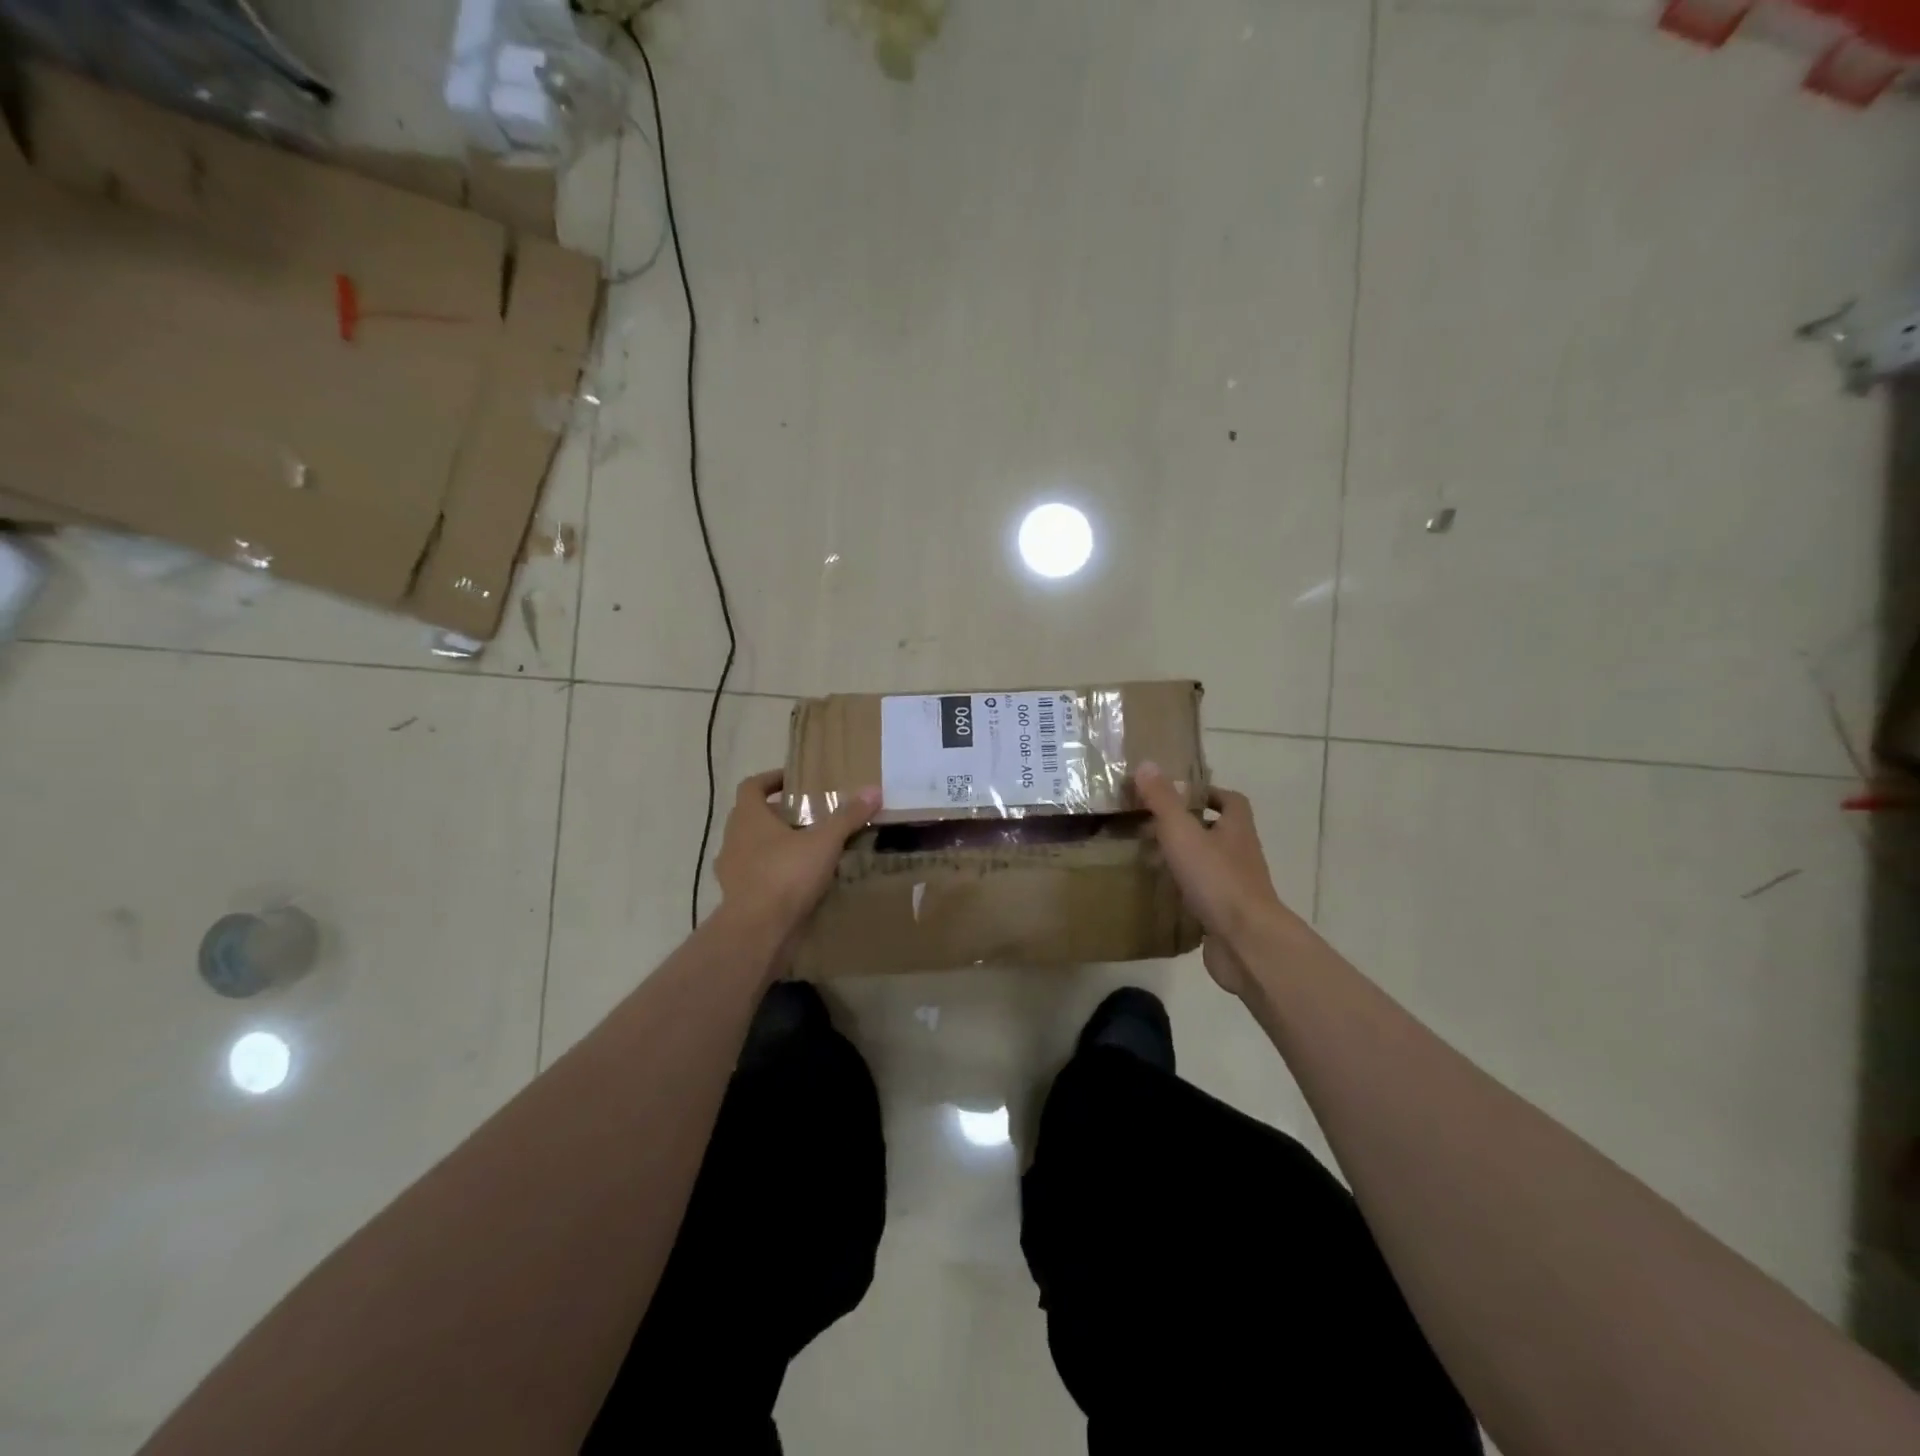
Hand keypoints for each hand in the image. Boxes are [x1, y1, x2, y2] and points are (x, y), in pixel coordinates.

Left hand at [714, 770, 879, 937]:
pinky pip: (755, 875)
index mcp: (748, 817)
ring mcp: (730, 870)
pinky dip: (772, 872)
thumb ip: (847, 817)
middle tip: (806, 815)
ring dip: (773, 844)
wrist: (757, 930)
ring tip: (804, 848)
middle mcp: (733, 839)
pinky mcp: (736, 896)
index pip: (751, 786)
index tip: (792, 781)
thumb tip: (874, 790)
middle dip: (776, 813)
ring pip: (751, 847)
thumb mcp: (824, 842)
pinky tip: (796, 881)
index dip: (770, 779)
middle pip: (751, 816)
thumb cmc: (786, 875)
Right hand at [1134, 762, 1295, 995]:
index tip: (1180, 794)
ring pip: (1211, 865)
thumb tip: (1146, 764)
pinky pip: (1205, 896)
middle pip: (1220, 832)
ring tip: (1152, 857)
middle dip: (1191, 826)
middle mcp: (1241, 855)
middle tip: (1154, 825)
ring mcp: (1237, 888)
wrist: (1245, 942)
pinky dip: (1186, 891)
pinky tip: (1162, 894)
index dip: (1209, 793)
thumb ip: (1163, 800)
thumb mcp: (1182, 832)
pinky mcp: (1227, 917)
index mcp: (1236, 830)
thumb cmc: (1216, 879)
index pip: (1231, 801)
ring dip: (1188, 859)